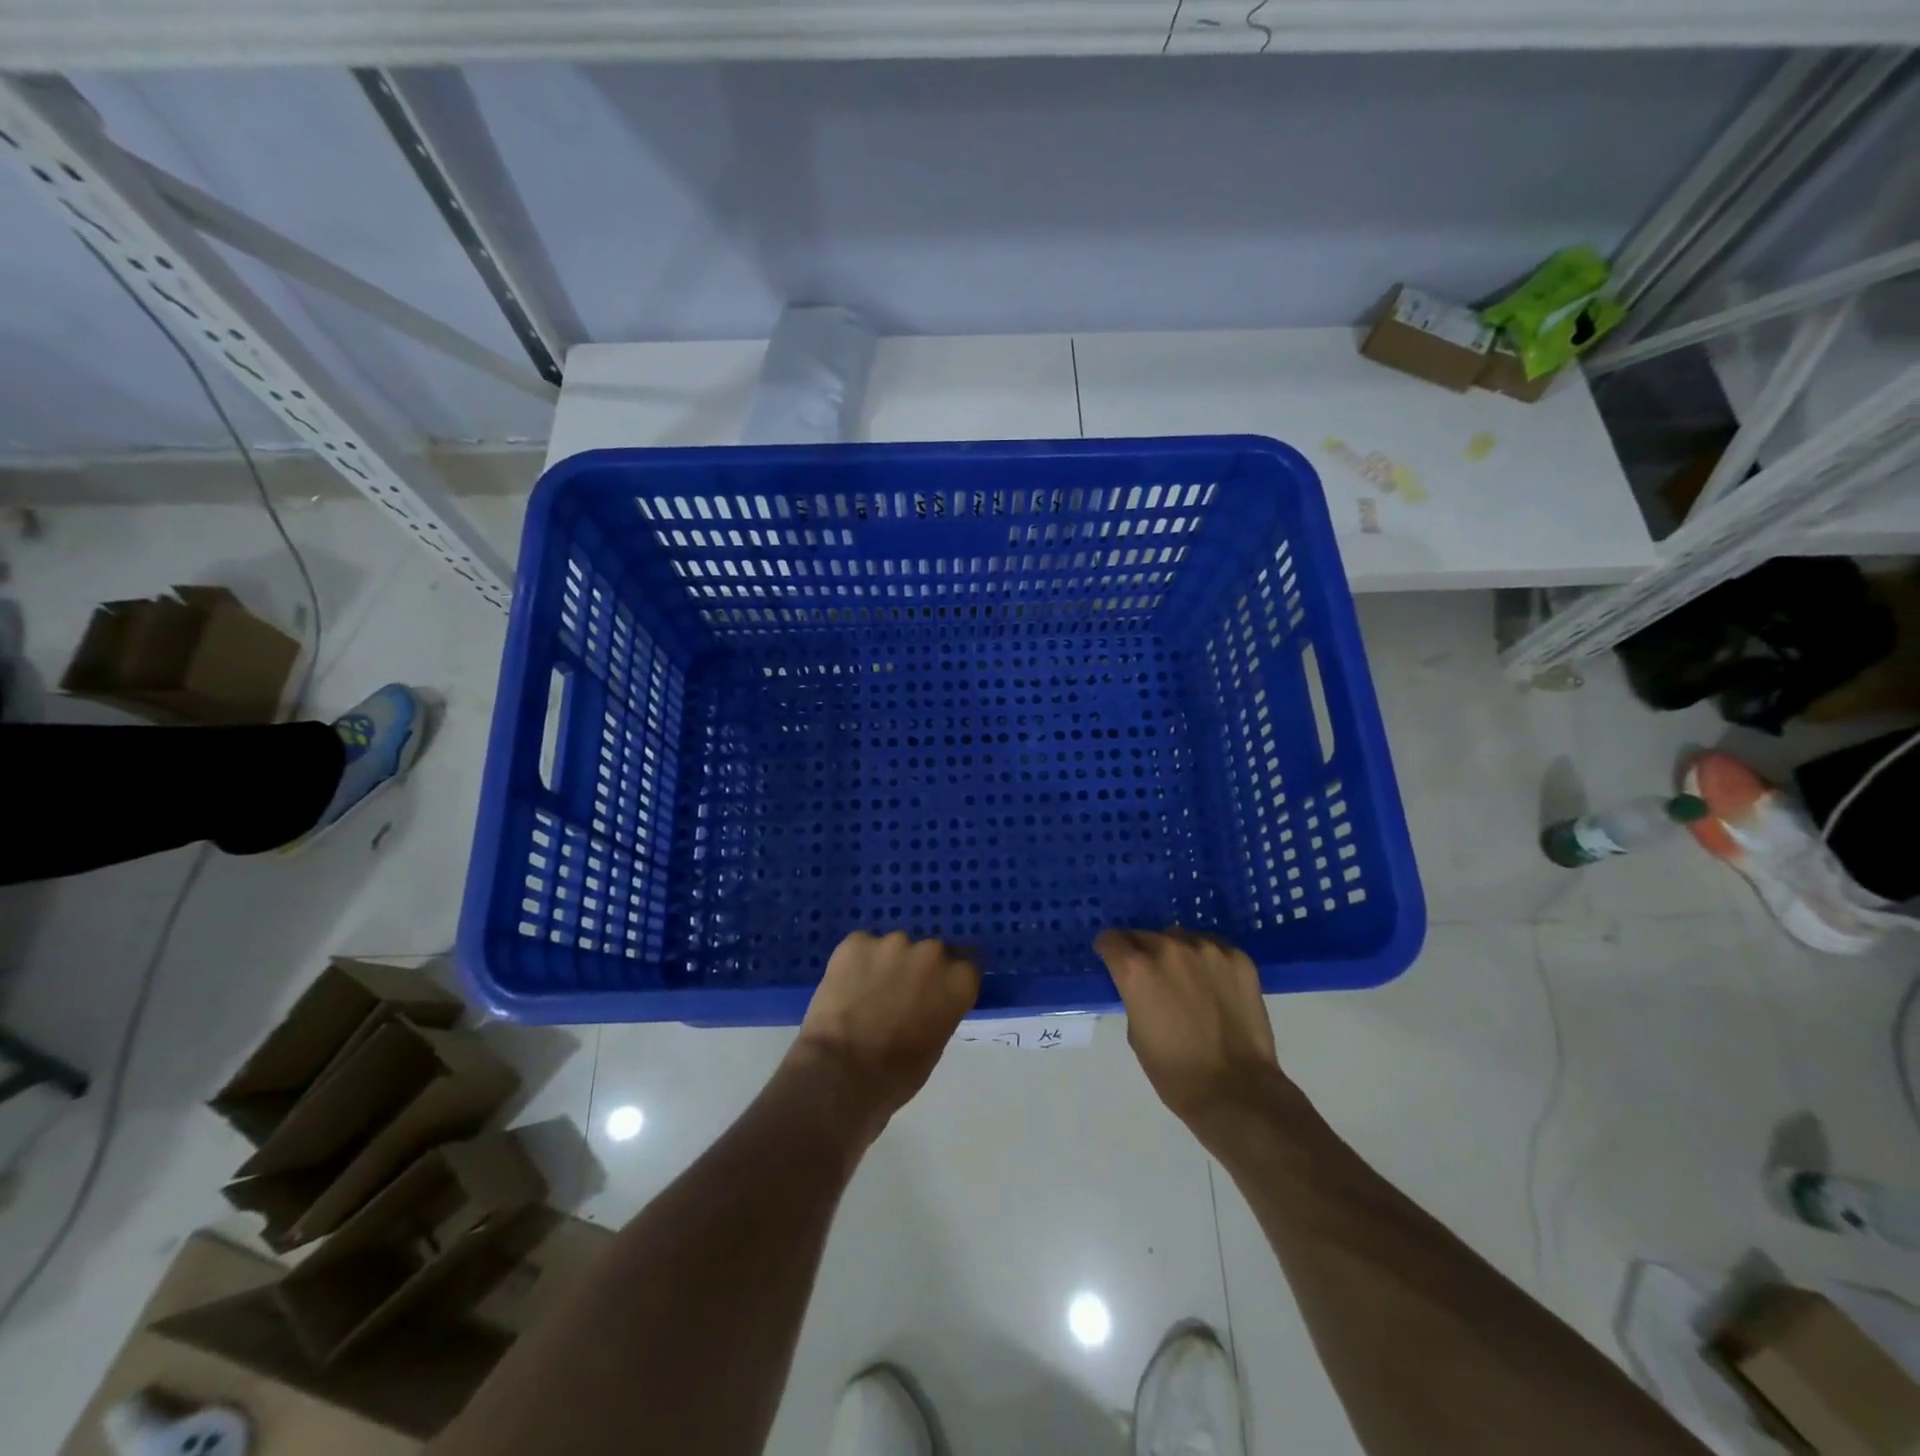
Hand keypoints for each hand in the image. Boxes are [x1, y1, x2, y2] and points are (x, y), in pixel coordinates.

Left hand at [790, 931, 979, 1127]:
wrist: (840, 1071)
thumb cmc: (895, 1075)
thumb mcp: (934, 1045)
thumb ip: (939, 1010)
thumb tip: (927, 1002)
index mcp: (959, 980)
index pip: (966, 966)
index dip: (948, 980)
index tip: (935, 994)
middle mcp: (932, 952)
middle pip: (930, 952)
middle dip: (917, 969)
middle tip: (898, 996)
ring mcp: (893, 942)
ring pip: (894, 948)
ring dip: (886, 965)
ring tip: (865, 994)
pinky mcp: (856, 941)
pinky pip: (862, 948)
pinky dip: (856, 963)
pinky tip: (845, 988)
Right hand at [1095, 929, 1288, 1130]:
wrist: (1236, 1090)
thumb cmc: (1174, 1071)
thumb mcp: (1135, 1032)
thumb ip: (1134, 995)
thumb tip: (1143, 985)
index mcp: (1136, 968)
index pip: (1110, 939)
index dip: (1109, 951)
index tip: (1114, 962)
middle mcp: (1168, 948)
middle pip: (1144, 936)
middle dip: (1142, 953)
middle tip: (1152, 978)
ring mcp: (1207, 950)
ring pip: (1180, 938)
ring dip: (1176, 953)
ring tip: (1188, 981)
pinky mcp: (1238, 958)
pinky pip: (1213, 948)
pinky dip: (1208, 961)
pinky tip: (1215, 985)